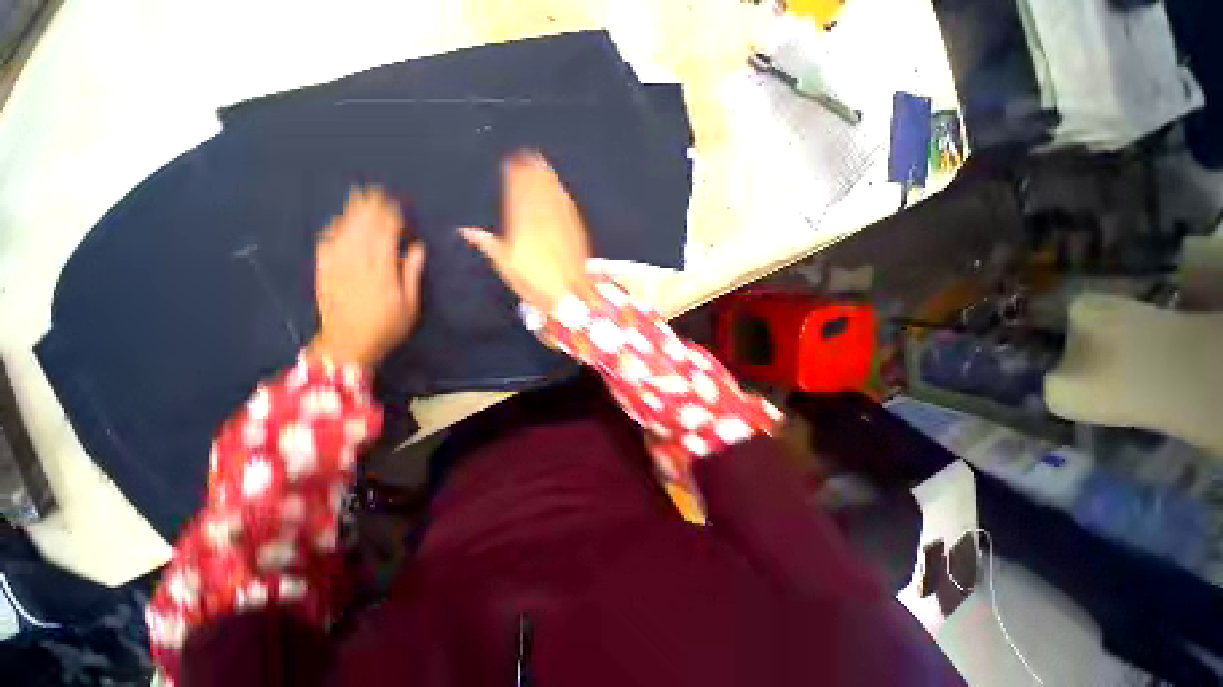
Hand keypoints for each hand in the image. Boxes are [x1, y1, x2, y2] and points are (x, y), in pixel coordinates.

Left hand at [309, 187, 426, 368]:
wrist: (347, 343)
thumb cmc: (386, 326)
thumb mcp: (409, 305)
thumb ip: (411, 273)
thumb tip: (417, 247)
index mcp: (381, 270)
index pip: (385, 234)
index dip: (390, 217)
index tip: (395, 204)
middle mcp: (357, 262)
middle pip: (363, 227)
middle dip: (369, 208)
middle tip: (375, 191)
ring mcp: (337, 265)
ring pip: (344, 231)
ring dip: (352, 212)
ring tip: (358, 197)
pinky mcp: (323, 270)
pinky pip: (326, 243)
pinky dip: (333, 229)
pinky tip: (337, 222)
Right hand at [461, 151, 591, 311]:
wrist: (569, 293)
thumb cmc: (535, 282)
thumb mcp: (506, 266)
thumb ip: (488, 244)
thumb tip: (466, 231)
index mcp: (522, 226)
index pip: (516, 195)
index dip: (514, 177)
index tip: (511, 163)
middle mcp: (542, 220)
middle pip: (537, 190)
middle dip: (532, 171)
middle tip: (529, 154)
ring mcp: (561, 224)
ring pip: (552, 194)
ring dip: (547, 177)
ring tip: (542, 163)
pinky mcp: (576, 231)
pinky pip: (568, 207)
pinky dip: (562, 194)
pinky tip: (561, 189)